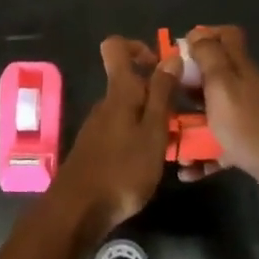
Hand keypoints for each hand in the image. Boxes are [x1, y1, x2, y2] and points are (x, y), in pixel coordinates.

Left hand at [50, 36, 178, 234]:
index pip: (116, 47)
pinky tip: (151, 162)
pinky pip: (122, 129)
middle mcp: (106, 103)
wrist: (78, 211)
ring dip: (151, 119)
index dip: (138, 47)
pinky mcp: (96, 148)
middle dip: (156, 92)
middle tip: (181, 116)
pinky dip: (139, 137)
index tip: (160, 67)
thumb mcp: (153, 132)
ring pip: (129, 108)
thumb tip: (170, 55)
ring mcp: (98, 126)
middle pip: (129, 81)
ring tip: (173, 144)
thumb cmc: (122, 170)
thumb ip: (162, 94)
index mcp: (119, 92)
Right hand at [178, 26, 258, 212]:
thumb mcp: (223, 85)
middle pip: (215, 76)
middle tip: (164, 97)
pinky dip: (203, 157)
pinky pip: (220, 148)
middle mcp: (246, 89)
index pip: (227, 36)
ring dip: (190, 125)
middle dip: (188, 85)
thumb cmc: (251, 126)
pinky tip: (186, 172)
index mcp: (241, 68)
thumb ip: (209, 57)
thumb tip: (196, 34)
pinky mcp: (250, 148)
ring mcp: (249, 119)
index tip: (179, 52)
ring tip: (168, 140)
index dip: (204, 36)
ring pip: (214, 114)